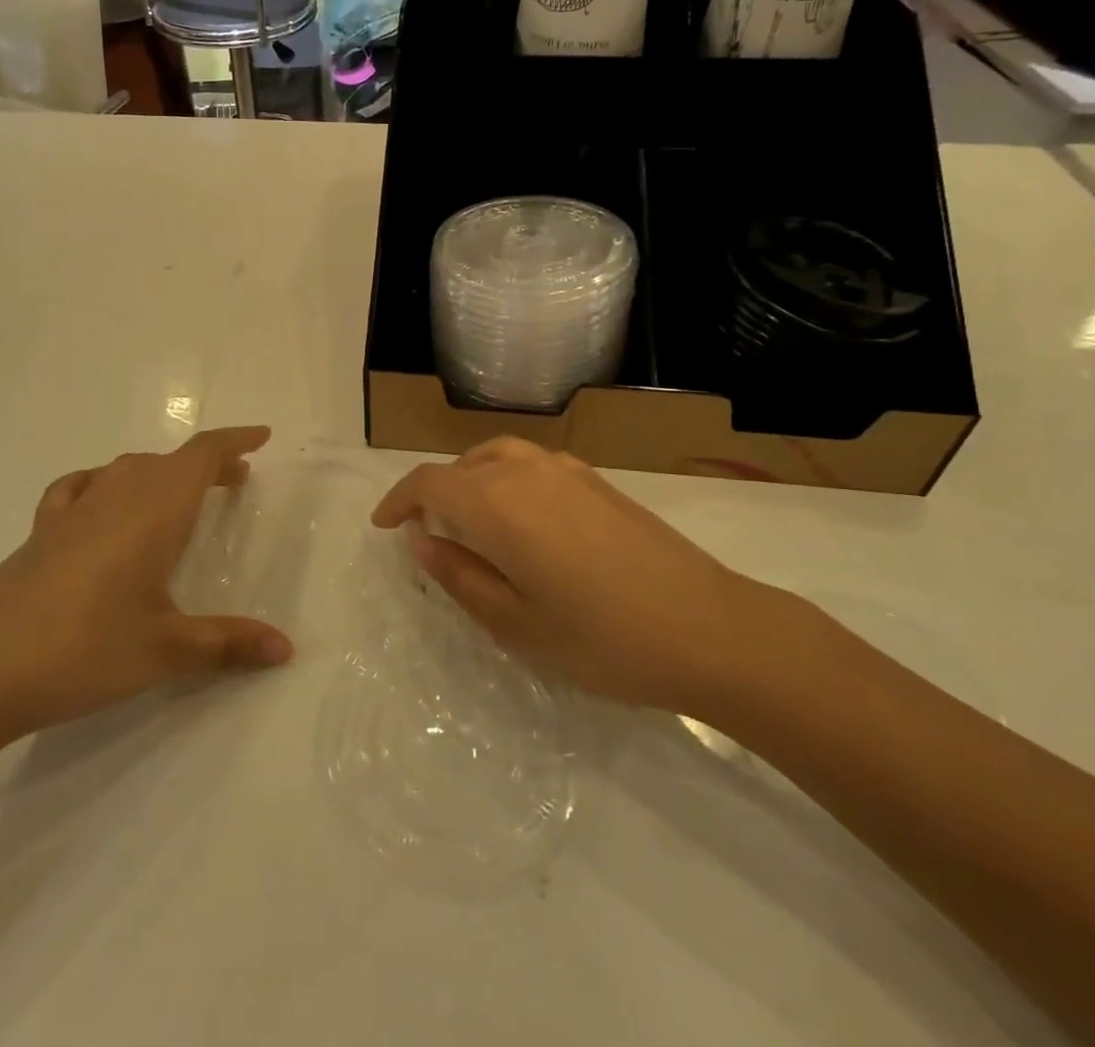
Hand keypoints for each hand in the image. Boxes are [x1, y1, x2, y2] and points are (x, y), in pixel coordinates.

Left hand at [0, 427, 293, 756]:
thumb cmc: (84, 650)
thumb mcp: (165, 651)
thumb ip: (228, 644)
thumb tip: (287, 648)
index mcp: (153, 511)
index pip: (201, 456)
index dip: (233, 441)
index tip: (261, 436)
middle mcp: (115, 497)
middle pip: (167, 461)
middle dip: (205, 464)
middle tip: (233, 482)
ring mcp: (72, 512)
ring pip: (125, 470)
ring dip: (160, 473)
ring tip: (177, 496)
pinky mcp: (39, 533)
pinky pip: (79, 489)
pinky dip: (103, 484)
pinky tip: (99, 505)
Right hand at [372, 437, 759, 714]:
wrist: (710, 629)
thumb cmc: (603, 639)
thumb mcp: (516, 624)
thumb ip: (460, 576)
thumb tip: (422, 541)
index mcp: (498, 503)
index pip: (429, 482)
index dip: (399, 499)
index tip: (384, 525)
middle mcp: (527, 471)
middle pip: (463, 465)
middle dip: (436, 492)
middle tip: (429, 533)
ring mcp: (567, 470)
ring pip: (499, 456)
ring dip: (472, 479)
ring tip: (471, 519)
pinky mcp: (598, 480)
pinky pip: (533, 463)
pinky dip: (508, 478)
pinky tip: (526, 520)